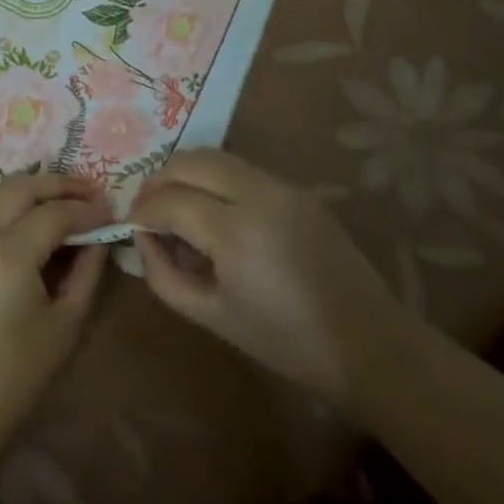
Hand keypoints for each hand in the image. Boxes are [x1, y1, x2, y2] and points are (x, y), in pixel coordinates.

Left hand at [0, 174, 109, 456]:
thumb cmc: (15, 376)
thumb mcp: (64, 325)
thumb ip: (86, 273)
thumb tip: (99, 238)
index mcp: (9, 253)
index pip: (56, 213)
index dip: (87, 209)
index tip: (112, 210)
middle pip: (22, 186)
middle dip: (59, 184)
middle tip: (90, 192)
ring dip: (31, 187)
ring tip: (63, 197)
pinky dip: (7, 200)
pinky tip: (28, 214)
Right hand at [130, 150, 415, 405]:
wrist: (372, 346)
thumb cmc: (288, 343)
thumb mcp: (212, 317)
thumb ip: (164, 275)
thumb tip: (143, 238)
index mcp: (235, 232)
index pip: (169, 200)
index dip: (142, 211)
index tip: (131, 227)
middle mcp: (257, 194)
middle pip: (188, 161)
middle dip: (158, 180)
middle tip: (147, 210)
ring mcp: (281, 186)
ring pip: (213, 157)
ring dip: (185, 174)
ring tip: (176, 207)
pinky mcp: (297, 190)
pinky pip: (240, 168)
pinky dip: (213, 178)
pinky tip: (213, 211)